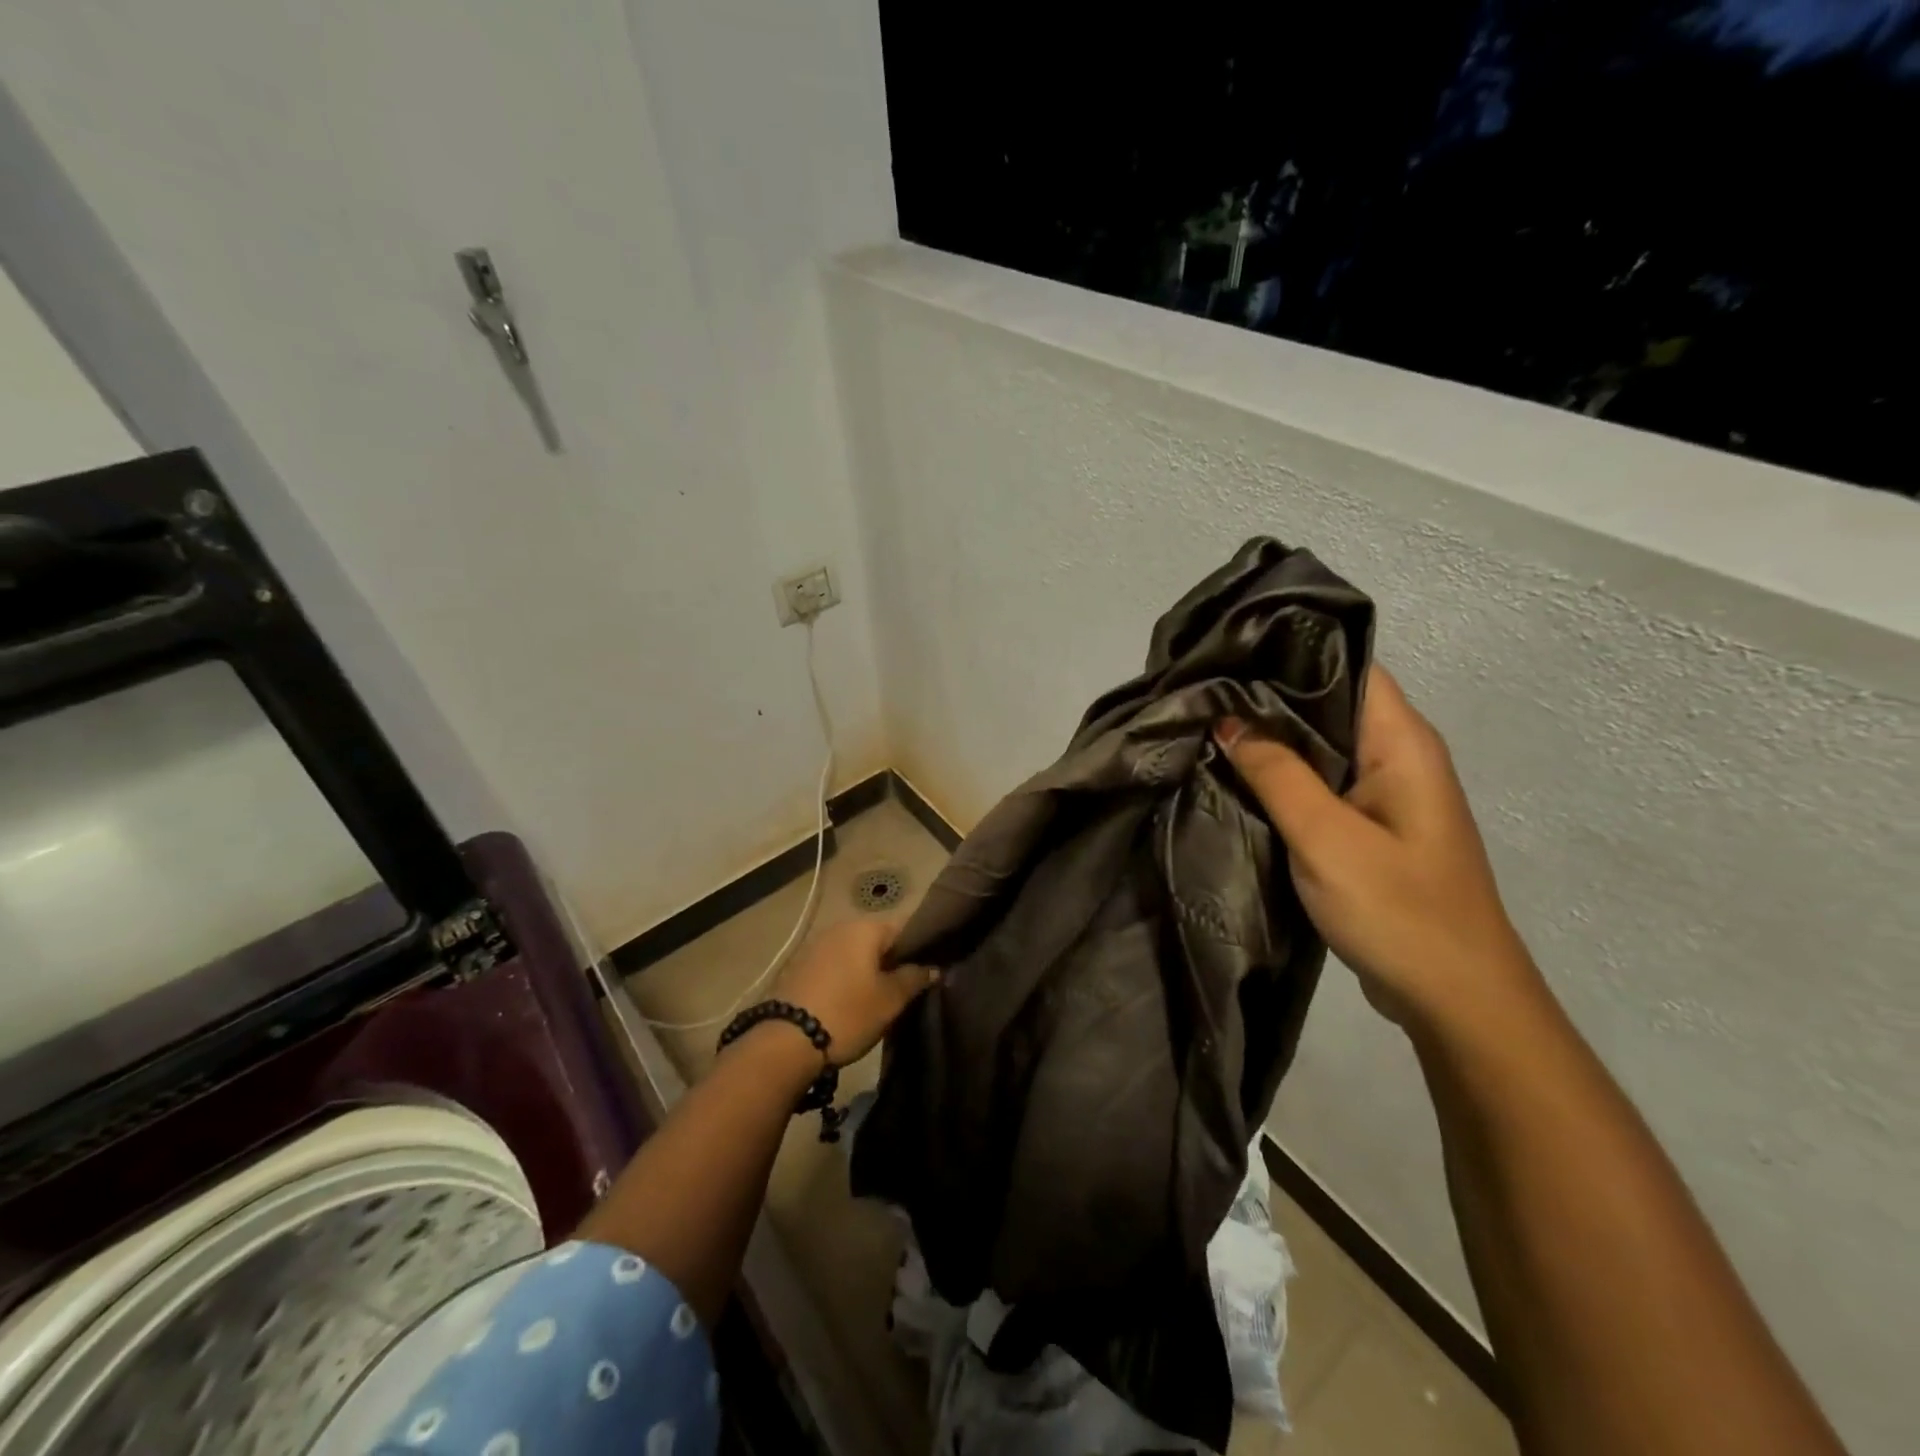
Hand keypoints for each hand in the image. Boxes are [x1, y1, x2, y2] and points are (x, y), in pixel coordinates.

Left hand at [773, 919, 935, 1064]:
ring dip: (868, 971)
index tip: (930, 969)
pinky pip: (834, 966)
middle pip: (877, 940)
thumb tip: (933, 967)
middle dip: (893, 960)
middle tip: (907, 989)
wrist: (785, 1042)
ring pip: (854, 953)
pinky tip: (851, 1002)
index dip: (921, 947)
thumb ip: (914, 978)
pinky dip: (846, 978)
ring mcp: (815, 946)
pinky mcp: (798, 967)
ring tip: (880, 998)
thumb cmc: (847, 1014)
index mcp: (865, 928)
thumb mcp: (890, 1000)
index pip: (905, 927)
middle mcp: (839, 928)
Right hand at [1215, 666, 1541, 1034]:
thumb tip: (1228, 720)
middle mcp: (1398, 757)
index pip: (1348, 667)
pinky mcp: (1369, 829)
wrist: (1454, 999)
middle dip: (1267, 698)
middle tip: (1201, 693)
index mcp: (1402, 743)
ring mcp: (1385, 795)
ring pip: (1320, 748)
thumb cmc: (1397, 908)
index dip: (1291, 654)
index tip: (1228, 654)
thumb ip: (1276, 773)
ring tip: (1207, 726)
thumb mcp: (1325, 836)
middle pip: (1328, 705)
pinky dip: (1282, 778)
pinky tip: (1236, 778)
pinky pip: (1320, 785)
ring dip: (1271, 741)